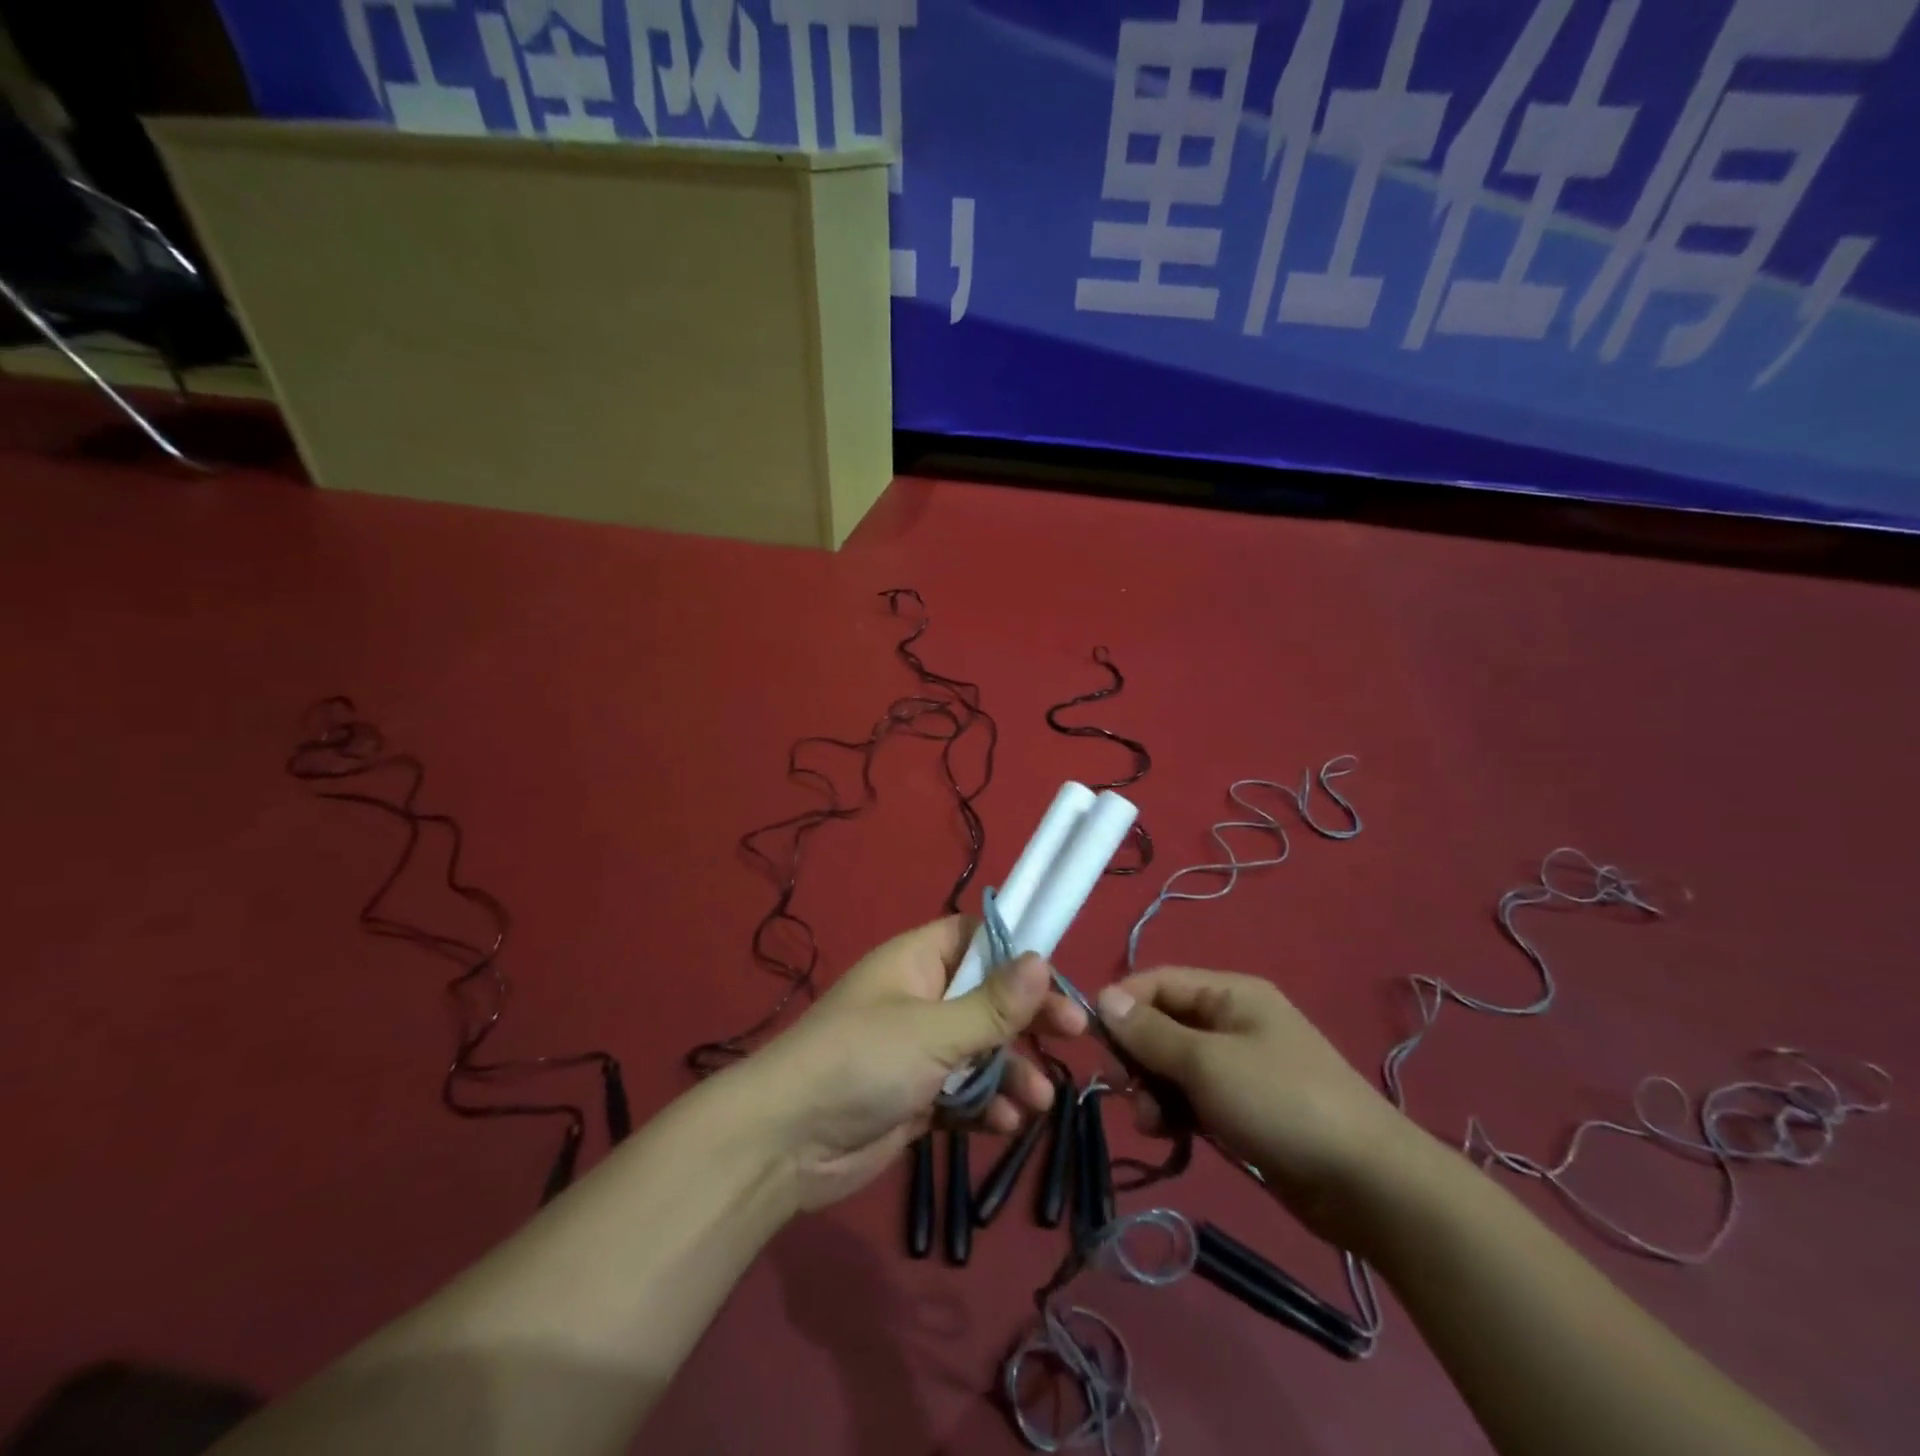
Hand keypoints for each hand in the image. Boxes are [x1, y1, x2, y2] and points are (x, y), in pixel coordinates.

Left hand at [735, 916, 1087, 1211]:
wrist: (784, 1144)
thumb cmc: (861, 1062)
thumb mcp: (932, 1030)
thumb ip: (992, 1004)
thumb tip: (1043, 959)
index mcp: (916, 962)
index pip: (976, 938)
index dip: (1018, 951)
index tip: (1058, 976)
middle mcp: (919, 999)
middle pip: (988, 998)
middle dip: (1027, 1019)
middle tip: (1073, 1034)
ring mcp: (916, 1052)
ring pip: (980, 1051)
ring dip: (1012, 1072)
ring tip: (1038, 1101)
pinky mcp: (914, 1098)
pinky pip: (963, 1093)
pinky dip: (985, 1106)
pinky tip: (1004, 1125)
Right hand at [1097, 967, 1425, 1245]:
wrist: (1368, 1185)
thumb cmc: (1281, 1104)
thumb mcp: (1207, 1063)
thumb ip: (1150, 1033)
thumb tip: (1104, 998)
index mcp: (1230, 994)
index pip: (1159, 982)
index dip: (1123, 1004)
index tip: (1094, 1041)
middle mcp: (1232, 1022)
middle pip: (1162, 1024)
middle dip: (1137, 1056)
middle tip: (1126, 1090)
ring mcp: (1239, 1067)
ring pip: (1173, 1066)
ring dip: (1153, 1090)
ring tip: (1153, 1122)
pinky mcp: (1244, 1109)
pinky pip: (1193, 1098)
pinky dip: (1175, 1111)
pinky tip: (1170, 1135)